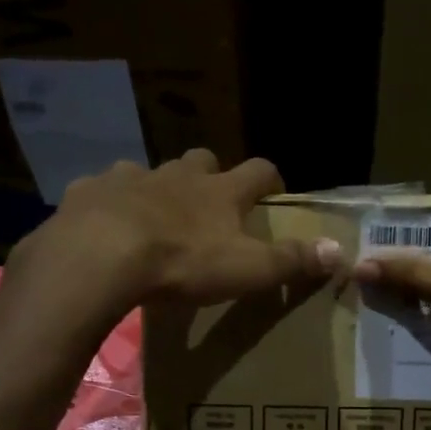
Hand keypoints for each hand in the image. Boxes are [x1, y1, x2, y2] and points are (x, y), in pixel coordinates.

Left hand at [6, 149, 342, 323]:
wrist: (100, 256)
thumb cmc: (182, 263)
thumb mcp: (247, 269)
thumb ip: (292, 261)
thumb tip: (340, 251)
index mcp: (220, 191)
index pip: (259, 170)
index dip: (270, 178)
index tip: (274, 189)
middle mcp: (178, 174)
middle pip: (202, 160)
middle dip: (210, 174)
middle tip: (210, 201)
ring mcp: (131, 177)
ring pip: (151, 172)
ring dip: (158, 187)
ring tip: (154, 214)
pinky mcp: (90, 190)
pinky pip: (104, 189)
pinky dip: (110, 202)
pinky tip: (105, 223)